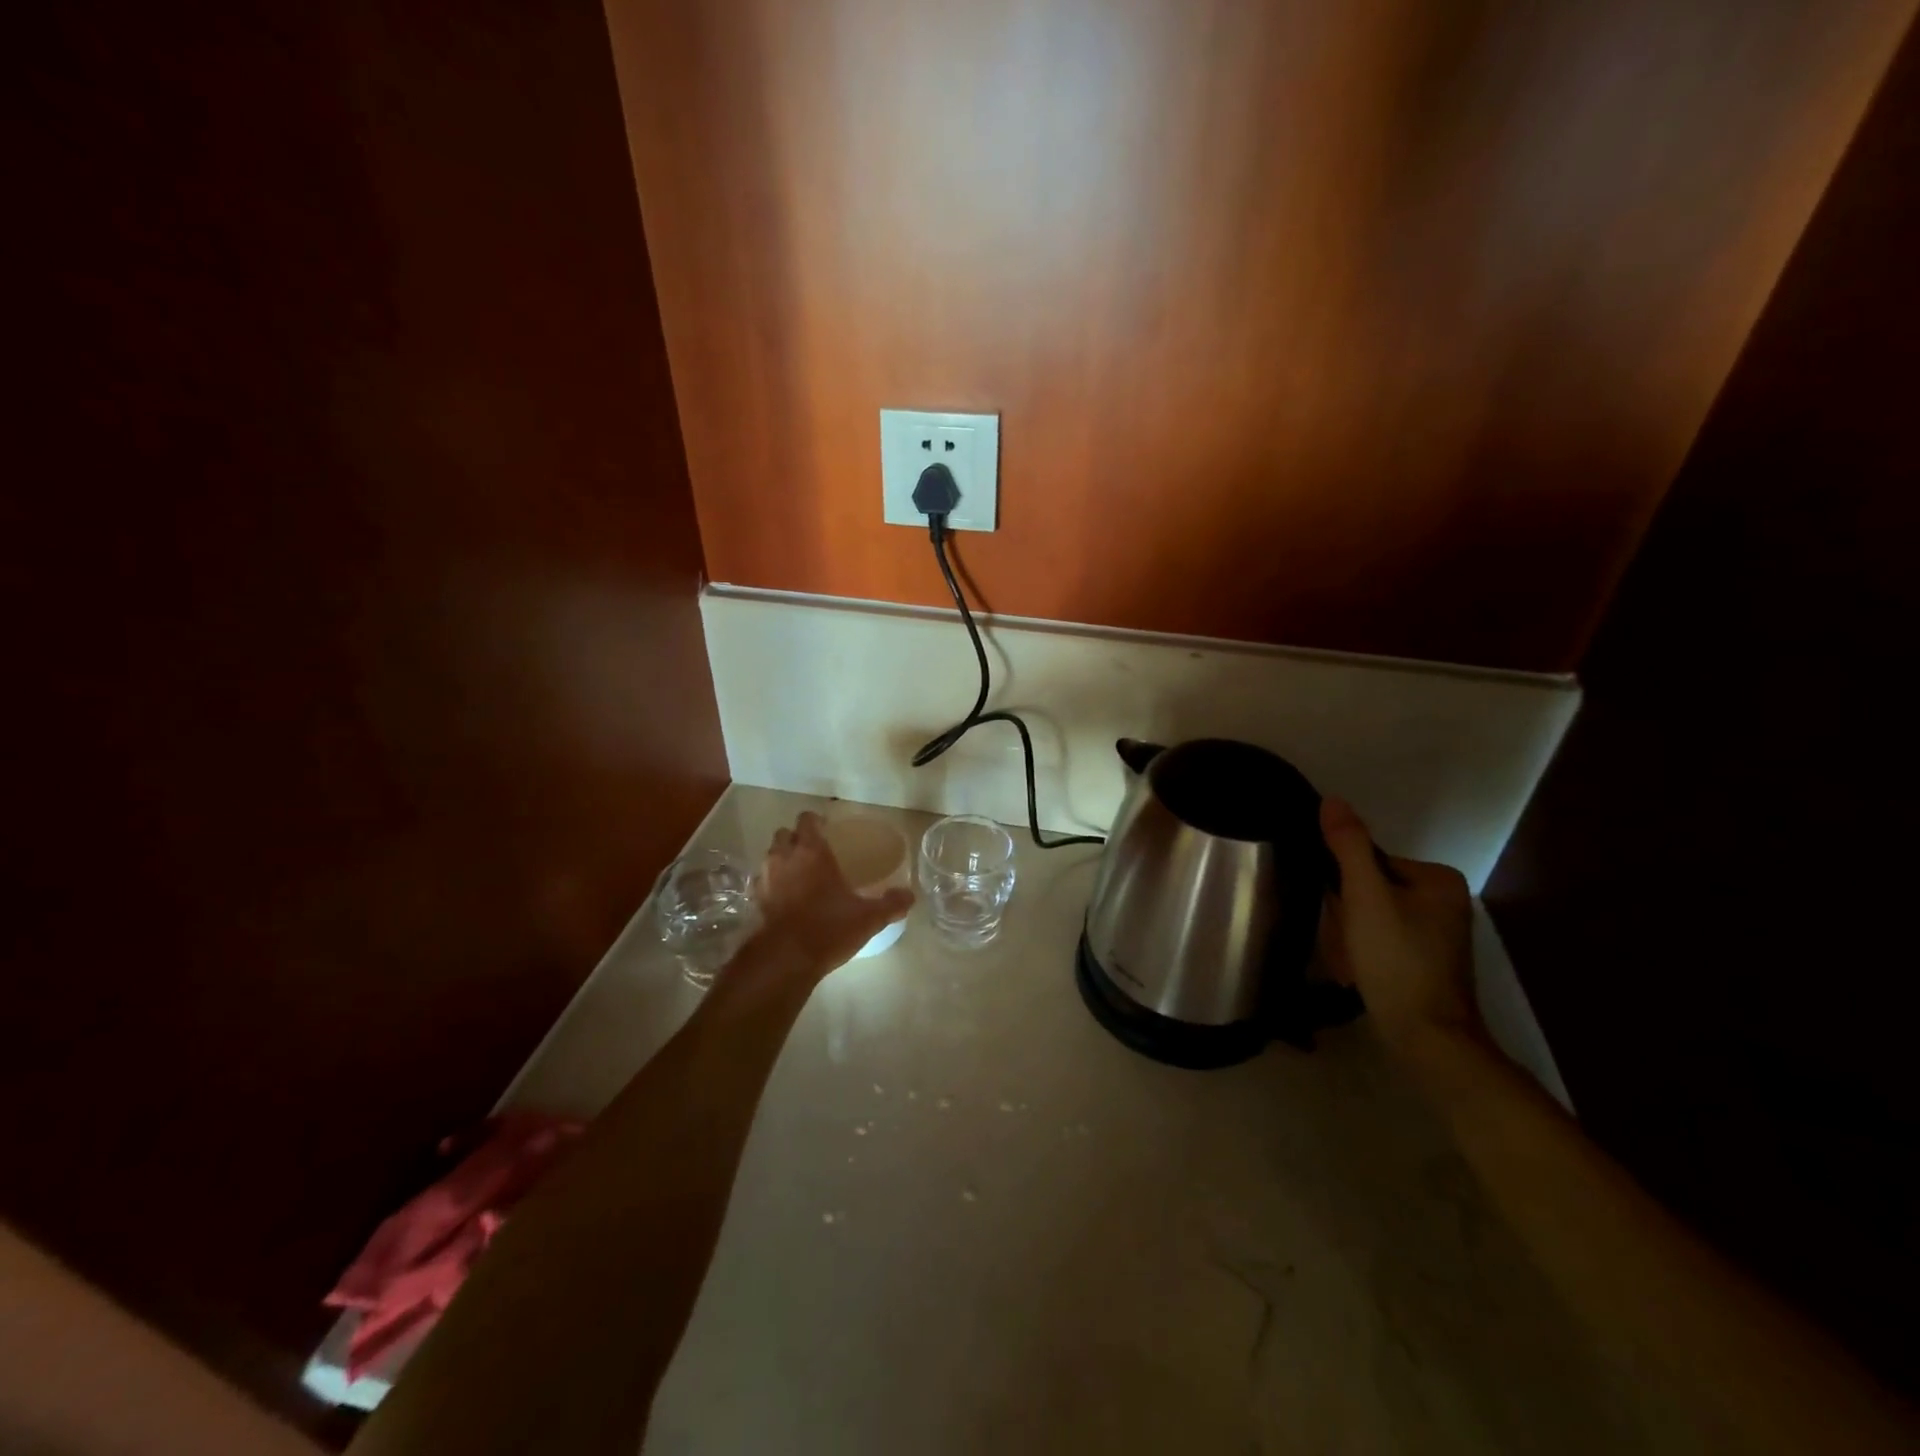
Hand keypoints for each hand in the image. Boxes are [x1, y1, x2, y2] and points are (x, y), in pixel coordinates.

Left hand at [746, 812, 913, 979]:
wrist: (786, 959)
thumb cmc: (829, 927)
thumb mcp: (868, 918)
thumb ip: (890, 904)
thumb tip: (910, 895)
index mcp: (812, 851)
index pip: (807, 820)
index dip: (815, 820)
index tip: (826, 828)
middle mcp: (785, 858)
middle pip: (784, 834)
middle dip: (796, 838)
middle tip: (813, 850)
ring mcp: (766, 879)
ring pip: (771, 856)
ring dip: (782, 859)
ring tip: (800, 874)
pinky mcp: (755, 901)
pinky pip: (763, 882)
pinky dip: (773, 884)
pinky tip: (786, 898)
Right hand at [1318, 797, 1486, 1060]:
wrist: (1427, 1038)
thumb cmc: (1397, 960)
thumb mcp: (1365, 897)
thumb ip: (1347, 846)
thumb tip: (1332, 800)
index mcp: (1437, 879)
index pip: (1368, 863)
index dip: (1344, 889)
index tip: (1343, 919)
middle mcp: (1444, 901)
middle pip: (1369, 891)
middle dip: (1347, 918)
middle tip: (1347, 947)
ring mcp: (1437, 934)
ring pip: (1370, 918)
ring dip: (1350, 939)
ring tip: (1352, 965)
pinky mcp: (1426, 961)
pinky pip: (1380, 942)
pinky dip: (1363, 955)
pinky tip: (1360, 975)